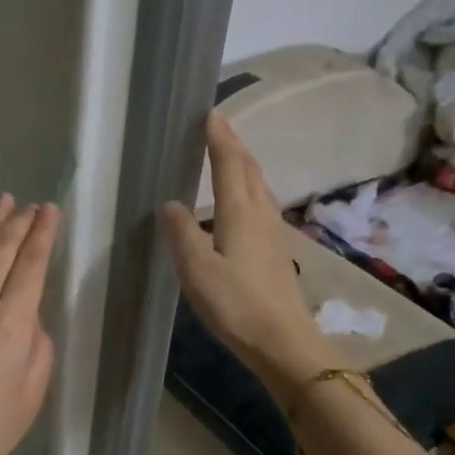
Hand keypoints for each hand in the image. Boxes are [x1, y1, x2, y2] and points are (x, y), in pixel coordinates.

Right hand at [161, 112, 344, 397]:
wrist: (283, 340)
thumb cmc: (236, 304)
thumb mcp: (197, 269)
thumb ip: (183, 233)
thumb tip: (171, 204)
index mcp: (239, 213)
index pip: (228, 164)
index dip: (219, 138)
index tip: (209, 113)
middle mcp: (260, 214)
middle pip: (249, 169)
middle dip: (233, 144)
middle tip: (217, 126)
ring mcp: (273, 232)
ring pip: (258, 185)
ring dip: (243, 164)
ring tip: (228, 155)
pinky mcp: (275, 250)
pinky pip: (261, 203)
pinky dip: (248, 187)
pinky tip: (241, 201)